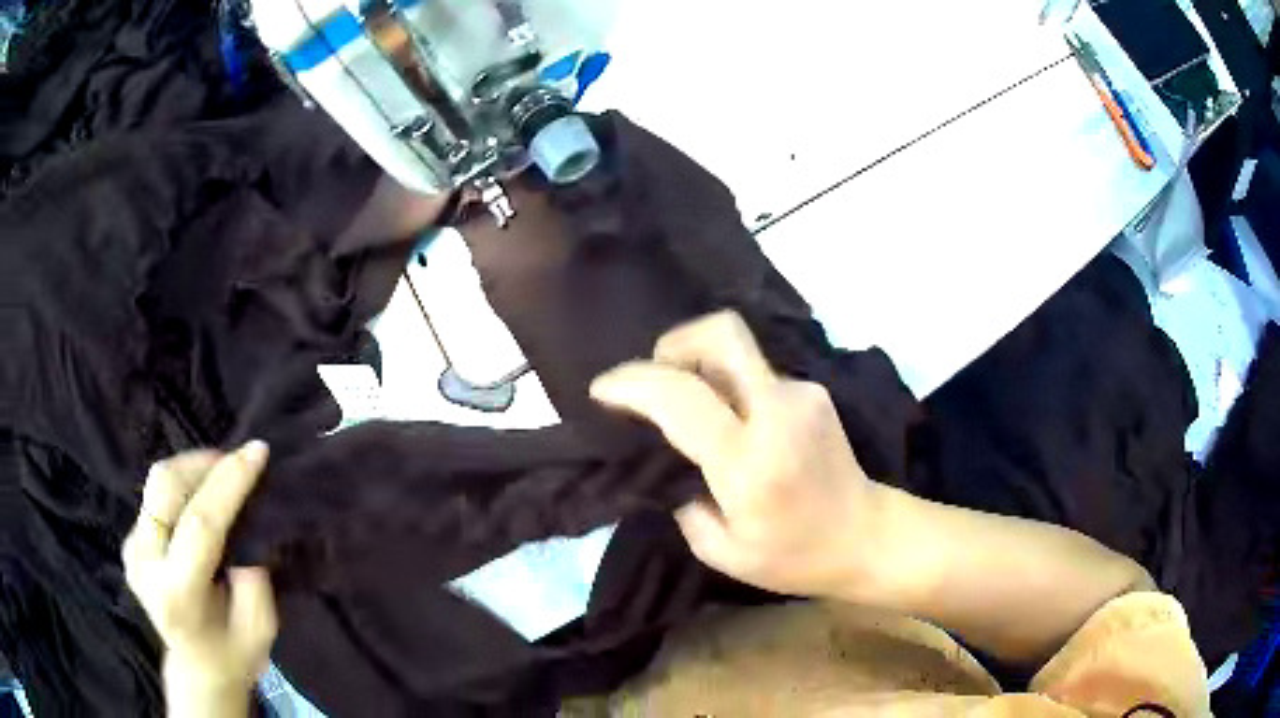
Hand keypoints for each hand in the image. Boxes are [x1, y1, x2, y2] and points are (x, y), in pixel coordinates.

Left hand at [122, 442, 276, 707]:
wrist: (196, 670)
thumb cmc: (234, 655)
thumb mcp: (261, 631)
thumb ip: (254, 583)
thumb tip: (248, 534)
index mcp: (177, 594)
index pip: (200, 523)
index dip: (229, 482)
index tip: (257, 452)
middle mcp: (145, 565)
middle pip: (165, 486)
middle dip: (202, 463)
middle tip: (235, 463)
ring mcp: (133, 551)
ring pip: (157, 484)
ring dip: (191, 470)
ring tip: (219, 477)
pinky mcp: (130, 542)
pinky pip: (155, 498)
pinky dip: (181, 488)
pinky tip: (199, 502)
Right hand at [590, 311, 890, 598]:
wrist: (867, 537)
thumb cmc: (794, 557)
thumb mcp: (721, 551)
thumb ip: (684, 501)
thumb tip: (669, 464)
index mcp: (750, 462)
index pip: (681, 397)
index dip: (632, 384)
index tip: (601, 391)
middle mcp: (778, 412)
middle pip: (721, 334)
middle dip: (674, 343)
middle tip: (653, 377)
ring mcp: (802, 394)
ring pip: (737, 351)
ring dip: (701, 368)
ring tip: (688, 407)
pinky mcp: (814, 391)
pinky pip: (756, 374)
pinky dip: (729, 387)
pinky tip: (730, 422)